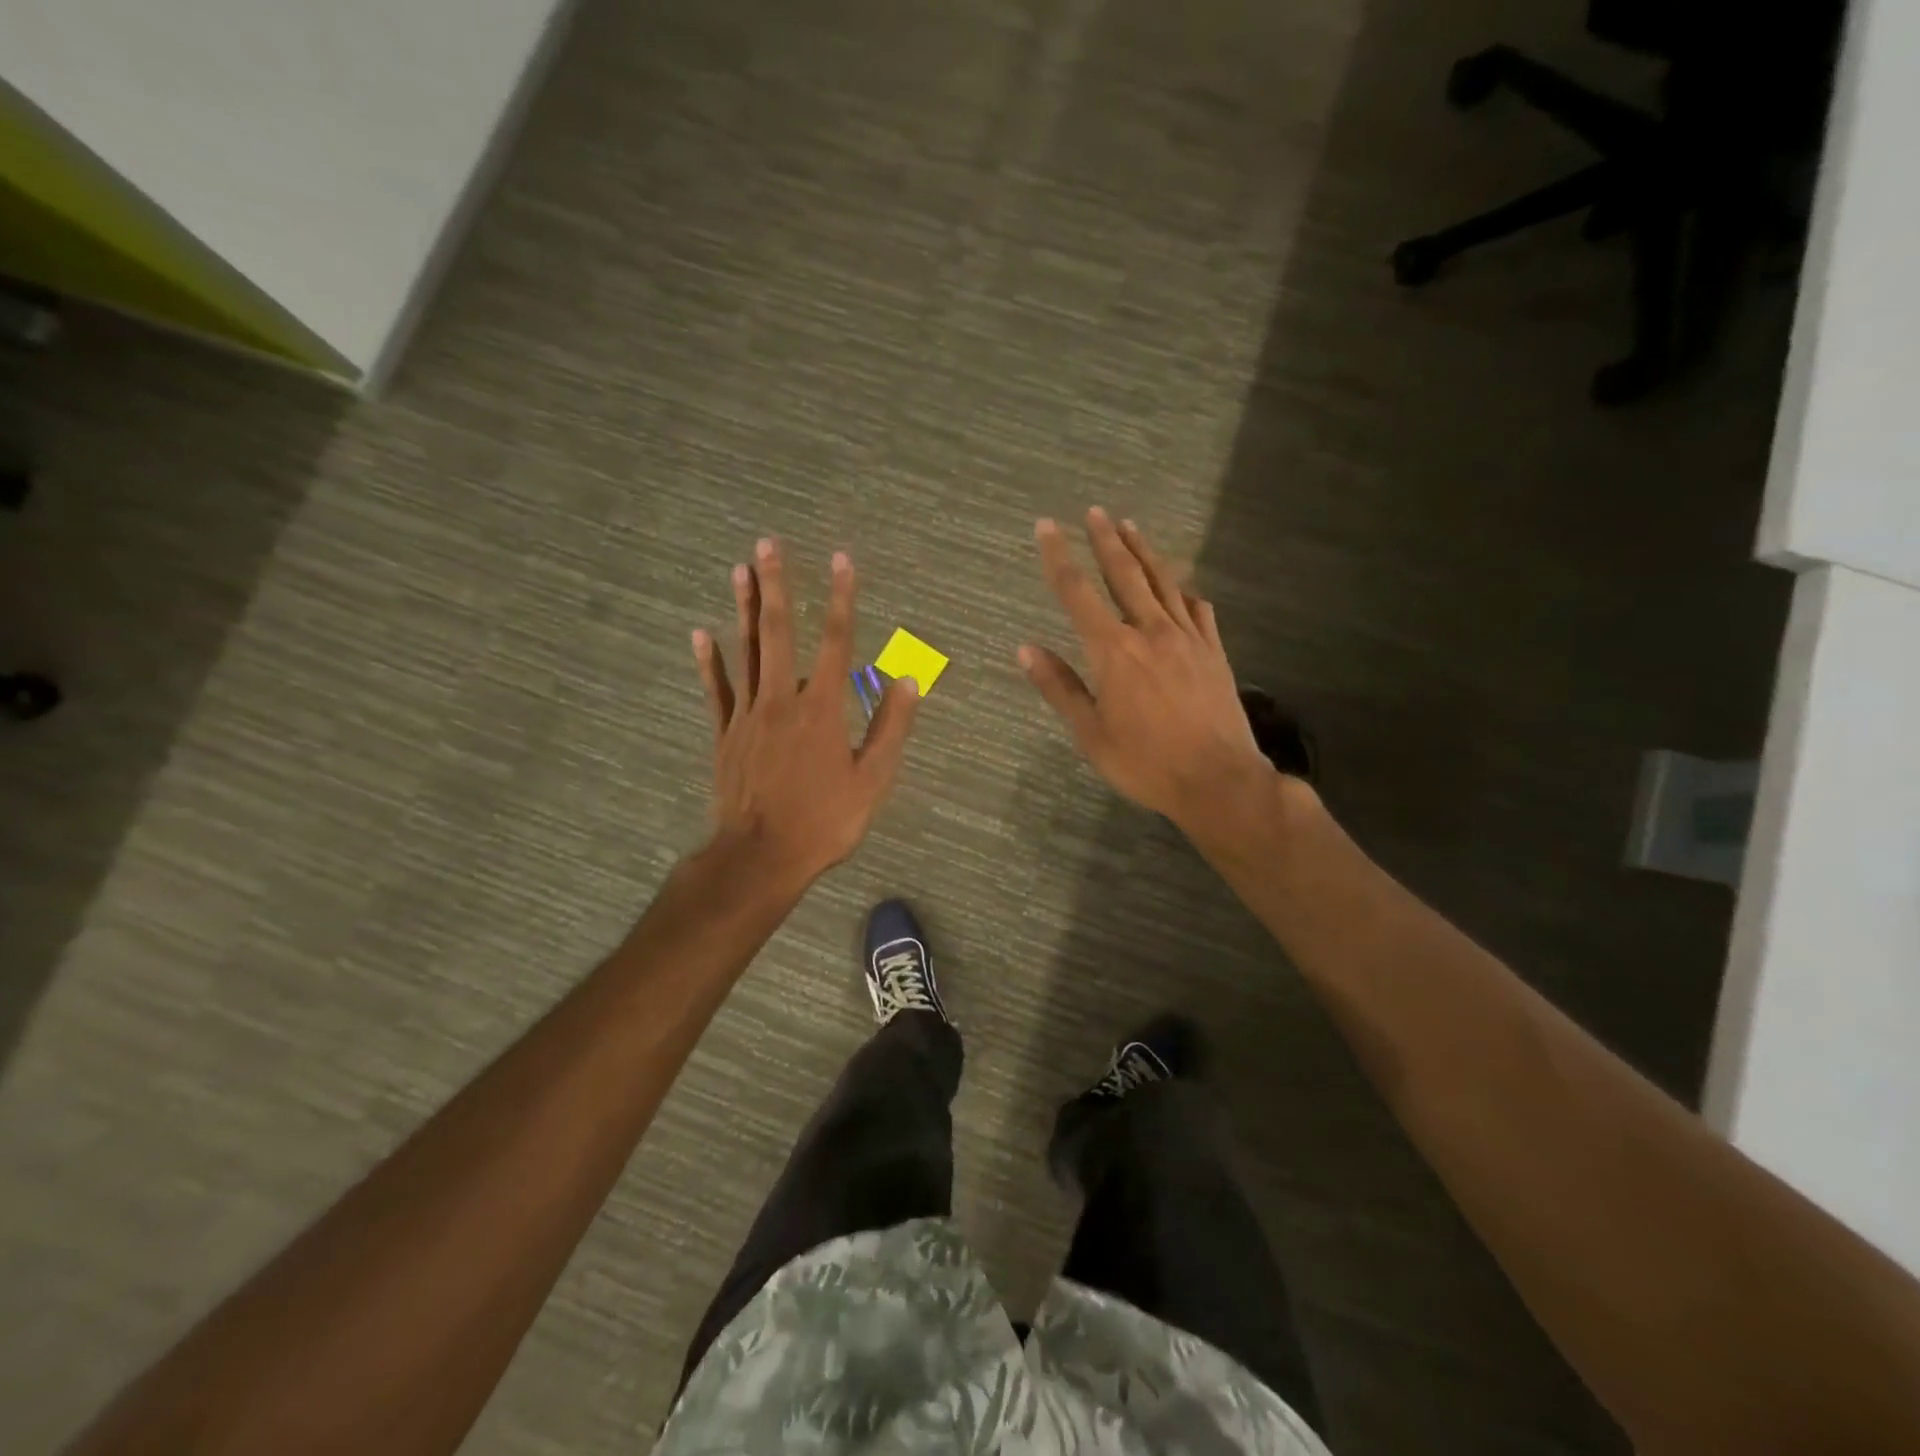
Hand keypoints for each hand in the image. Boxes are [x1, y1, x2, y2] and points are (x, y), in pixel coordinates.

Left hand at [693, 539, 918, 891]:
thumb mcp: (873, 780)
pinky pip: (716, 689)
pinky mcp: (724, 734)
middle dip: (777, 584)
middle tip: (769, 543)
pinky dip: (708, 660)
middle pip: (779, 632)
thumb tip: (909, 680)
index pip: (835, 641)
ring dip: (744, 608)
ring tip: (741, 569)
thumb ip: (891, 727)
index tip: (842, 560)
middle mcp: (782, 699)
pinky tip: (700, 632)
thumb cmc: (825, 821)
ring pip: (746, 651)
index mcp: (822, 708)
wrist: (761, 856)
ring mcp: (747, 714)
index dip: (841, 598)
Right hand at [1020, 508, 1272, 839]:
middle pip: (1125, 574)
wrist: (1218, 780)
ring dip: (1144, 552)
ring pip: (1163, 582)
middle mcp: (1151, 632)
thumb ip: (1059, 687)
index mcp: (1114, 651)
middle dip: (1105, 540)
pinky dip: (1184, 591)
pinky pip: (1198, 609)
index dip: (1059, 558)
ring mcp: (1188, 638)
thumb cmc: (1145, 762)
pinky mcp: (1214, 651)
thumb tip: (1025, 649)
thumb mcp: (1090, 734)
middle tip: (1094, 512)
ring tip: (1130, 526)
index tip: (1047, 527)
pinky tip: (1181, 585)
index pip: (1079, 593)